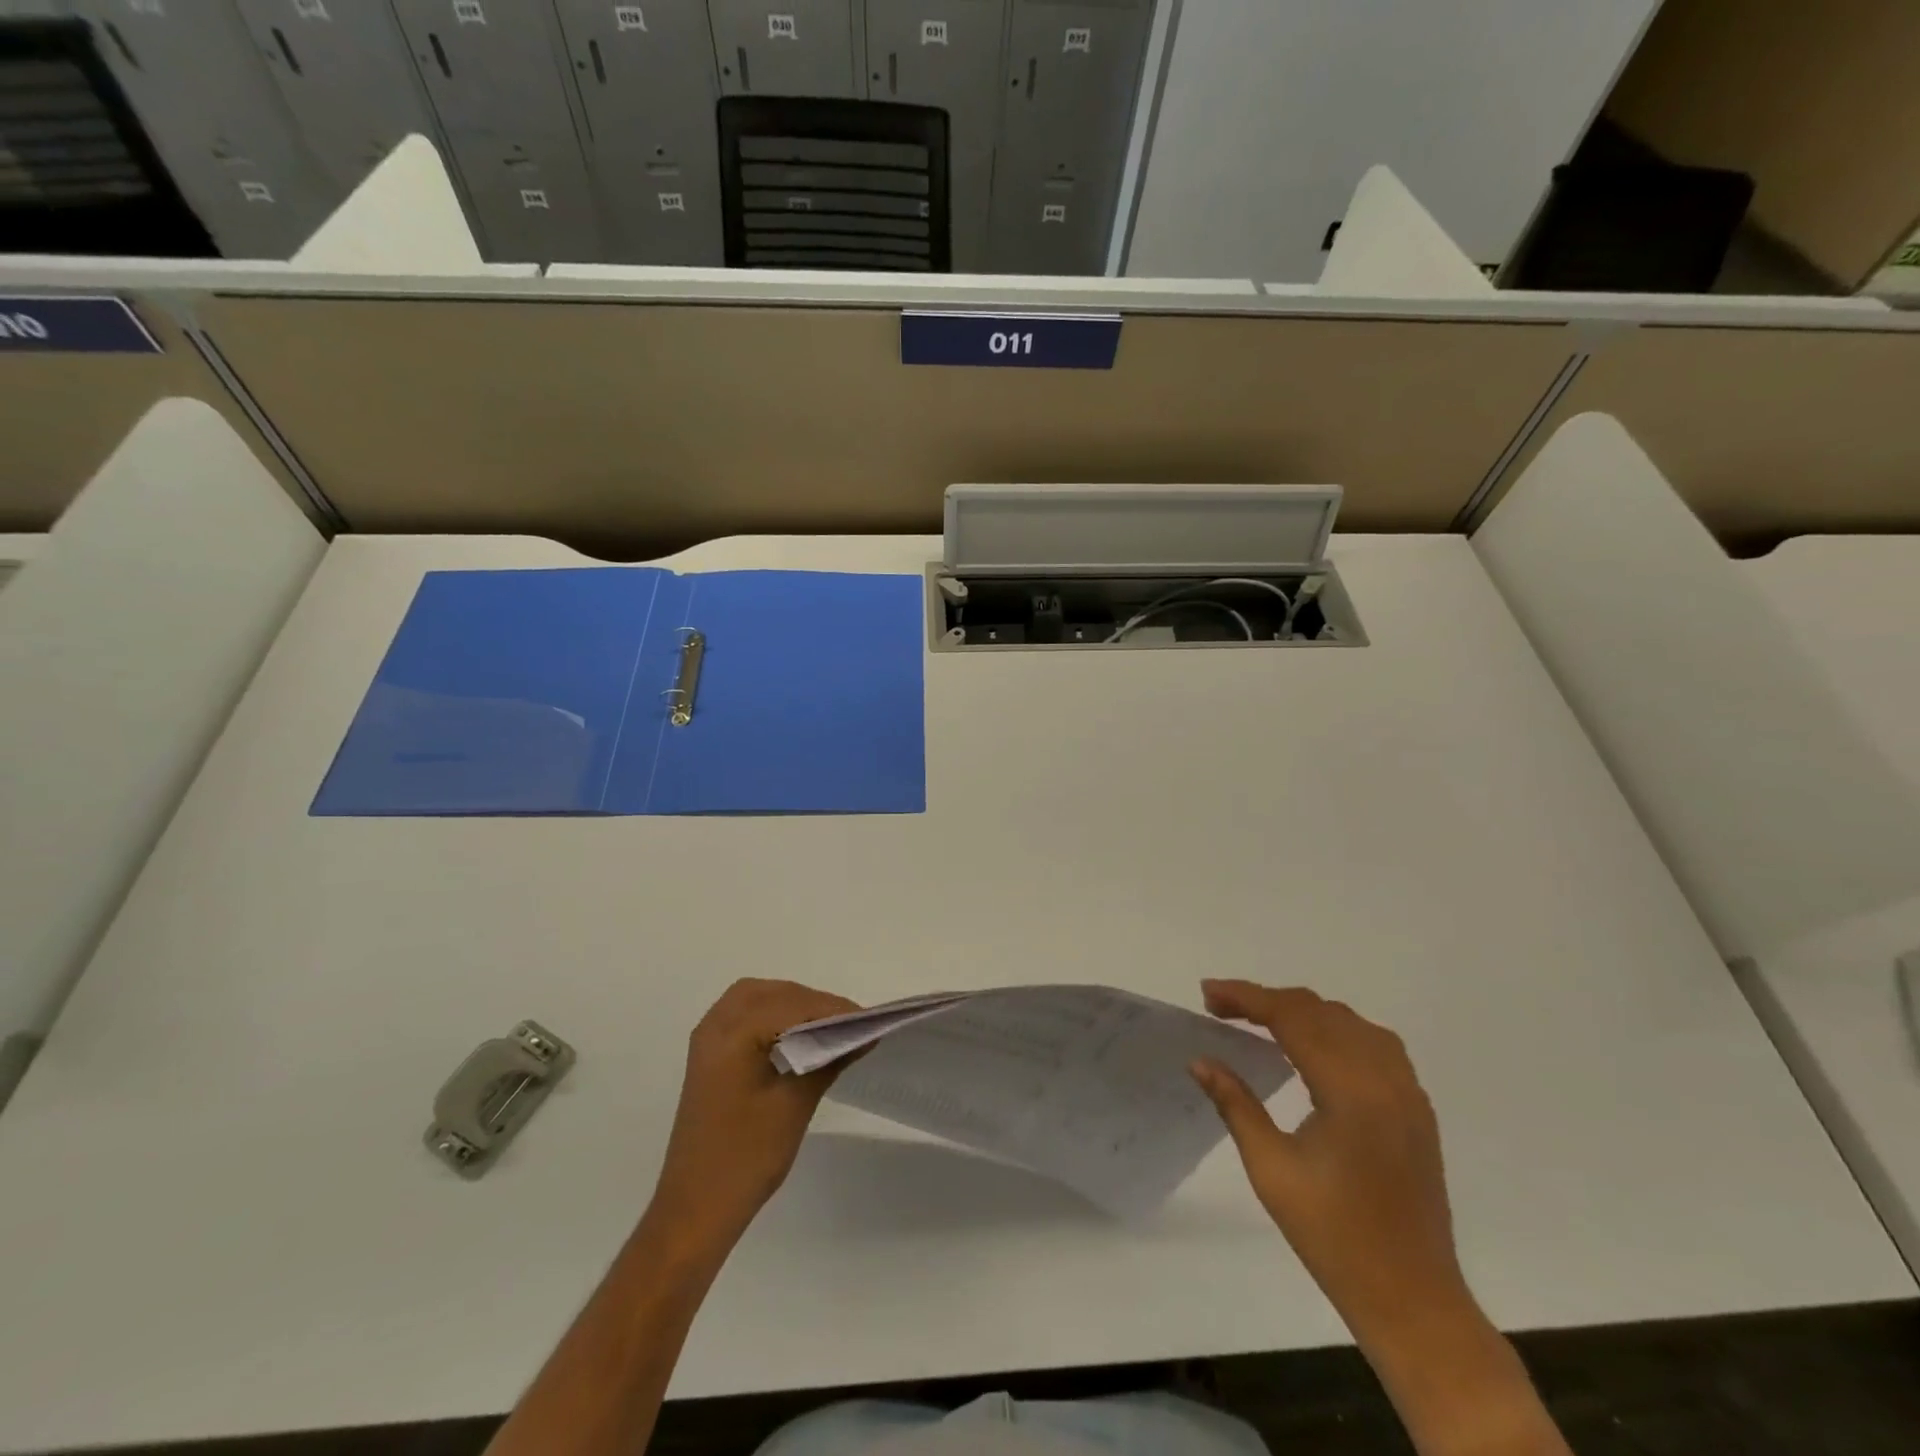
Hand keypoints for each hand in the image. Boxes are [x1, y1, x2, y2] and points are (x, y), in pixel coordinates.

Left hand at [650, 978, 857, 1249]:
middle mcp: (715, 1026)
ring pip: (755, 998)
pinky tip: (795, 1037)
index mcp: (733, 1034)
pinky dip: (772, 1016)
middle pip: (772, 993)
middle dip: (811, 1002)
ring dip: (791, 1004)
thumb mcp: (795, 1104)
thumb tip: (864, 1034)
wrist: (696, 1209)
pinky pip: (743, 1016)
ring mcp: (708, 1041)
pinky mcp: (709, 1058)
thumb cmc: (746, 1157)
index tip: (868, 1019)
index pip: (792, 1004)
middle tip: (847, 1023)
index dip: (832, 1008)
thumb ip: (828, 1059)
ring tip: (825, 1027)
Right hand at [1189, 980, 1469, 1347]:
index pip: (1292, 1018)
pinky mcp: (1417, 1108)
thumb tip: (1200, 1060)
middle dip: (1266, 1001)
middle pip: (1319, 1011)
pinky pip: (1374, 1043)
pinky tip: (1313, 1046)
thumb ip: (1235, 1104)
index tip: (1207, 994)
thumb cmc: (1333, 1237)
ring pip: (1349, 1021)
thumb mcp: (1271, 1170)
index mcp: (1351, 1092)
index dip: (1246, 998)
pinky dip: (1335, 1030)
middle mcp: (1386, 1079)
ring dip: (1301, 1012)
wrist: (1412, 1300)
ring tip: (1259, 1021)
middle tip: (1221, 1008)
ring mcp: (1408, 1092)